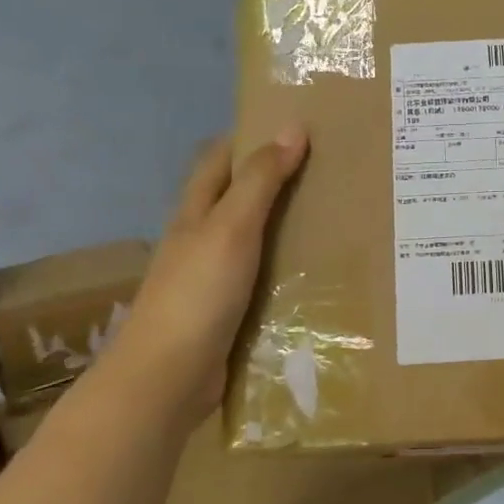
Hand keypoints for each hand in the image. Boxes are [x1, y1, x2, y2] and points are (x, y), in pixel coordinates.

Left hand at [104, 127, 308, 421]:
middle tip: (329, 171)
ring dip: (285, 226)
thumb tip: (293, 127)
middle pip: (238, 197)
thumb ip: (261, 180)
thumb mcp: (232, 227)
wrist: (169, 376)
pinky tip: (317, 272)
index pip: (220, 158)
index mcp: (195, 212)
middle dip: (276, 180)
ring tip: (334, 217)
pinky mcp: (227, 311)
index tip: (297, 127)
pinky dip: (286, 267)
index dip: (251, 137)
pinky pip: (262, 277)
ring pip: (253, 238)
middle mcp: (201, 238)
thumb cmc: (198, 292)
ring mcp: (212, 277)